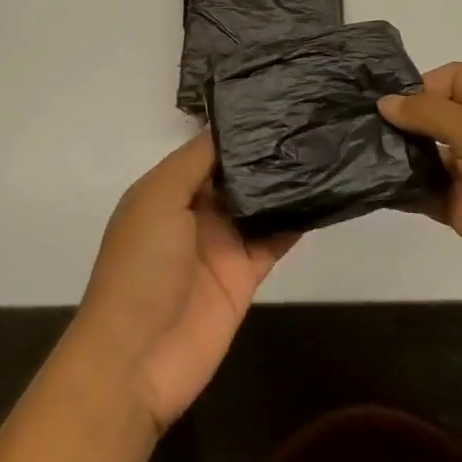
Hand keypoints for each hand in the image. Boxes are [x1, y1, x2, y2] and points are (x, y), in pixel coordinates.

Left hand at [71, 134, 296, 433]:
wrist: (136, 360)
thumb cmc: (140, 267)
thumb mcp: (158, 199)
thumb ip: (195, 161)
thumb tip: (229, 127)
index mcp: (168, 190)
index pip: (209, 149)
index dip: (238, 128)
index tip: (277, 100)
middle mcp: (195, 211)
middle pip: (237, 174)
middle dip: (266, 151)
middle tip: (310, 117)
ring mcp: (222, 244)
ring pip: (260, 203)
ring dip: (285, 181)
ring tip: (322, 144)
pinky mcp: (246, 275)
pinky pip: (275, 238)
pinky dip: (297, 219)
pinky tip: (324, 192)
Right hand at [379, 62, 461, 319]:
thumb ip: (428, 113)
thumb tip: (385, 102)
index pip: (454, 78)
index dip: (423, 85)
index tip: (390, 102)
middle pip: (437, 114)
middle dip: (404, 119)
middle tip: (363, 123)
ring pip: (429, 153)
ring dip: (402, 153)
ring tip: (364, 152)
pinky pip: (428, 190)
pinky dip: (406, 188)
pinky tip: (377, 185)